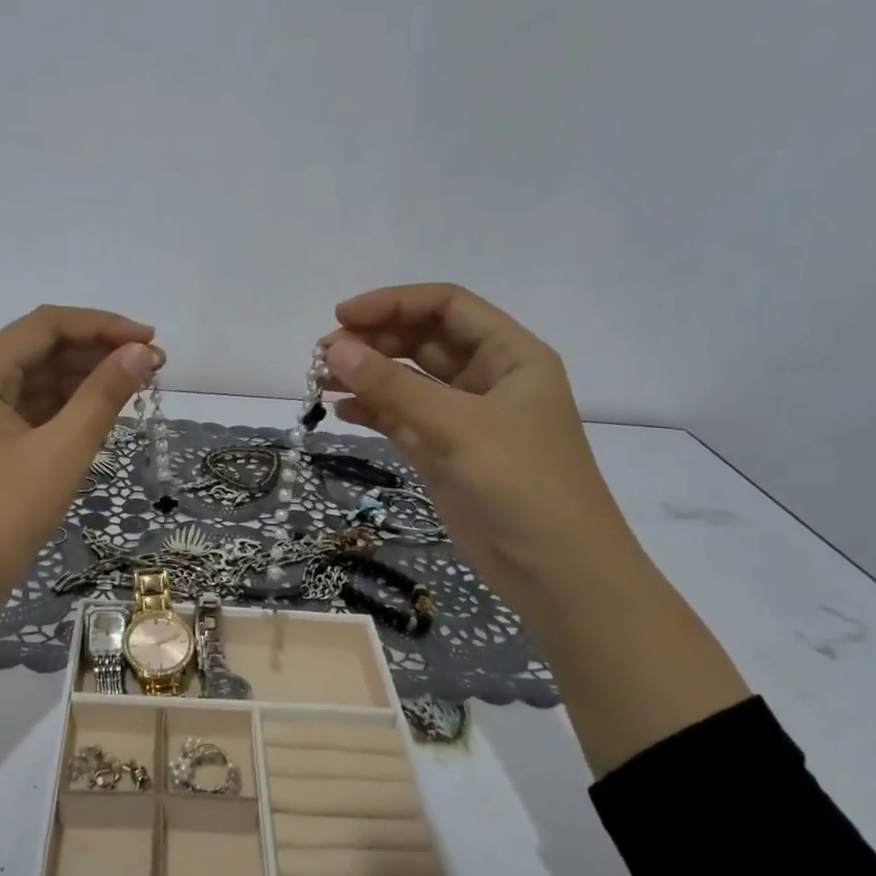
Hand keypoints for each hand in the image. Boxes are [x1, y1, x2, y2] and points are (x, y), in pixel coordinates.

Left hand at [0, 305, 160, 618]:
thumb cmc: (3, 514)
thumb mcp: (61, 451)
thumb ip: (103, 396)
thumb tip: (142, 353)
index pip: (46, 325)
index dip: (102, 325)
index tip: (150, 340)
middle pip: (41, 350)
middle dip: (97, 354)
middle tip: (152, 369)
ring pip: (37, 383)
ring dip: (85, 381)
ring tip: (135, 391)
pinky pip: (31, 413)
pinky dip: (66, 411)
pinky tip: (101, 417)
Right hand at [325, 283, 747, 774]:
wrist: (556, 572)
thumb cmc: (522, 486)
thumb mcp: (457, 428)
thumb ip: (394, 387)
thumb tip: (334, 348)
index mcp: (511, 356)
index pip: (447, 307)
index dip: (394, 303)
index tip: (342, 316)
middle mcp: (488, 380)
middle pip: (424, 341)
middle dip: (375, 341)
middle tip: (323, 355)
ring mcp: (466, 420)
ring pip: (410, 382)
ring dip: (368, 376)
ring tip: (320, 380)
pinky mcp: (447, 455)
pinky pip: (404, 420)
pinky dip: (374, 412)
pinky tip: (340, 410)